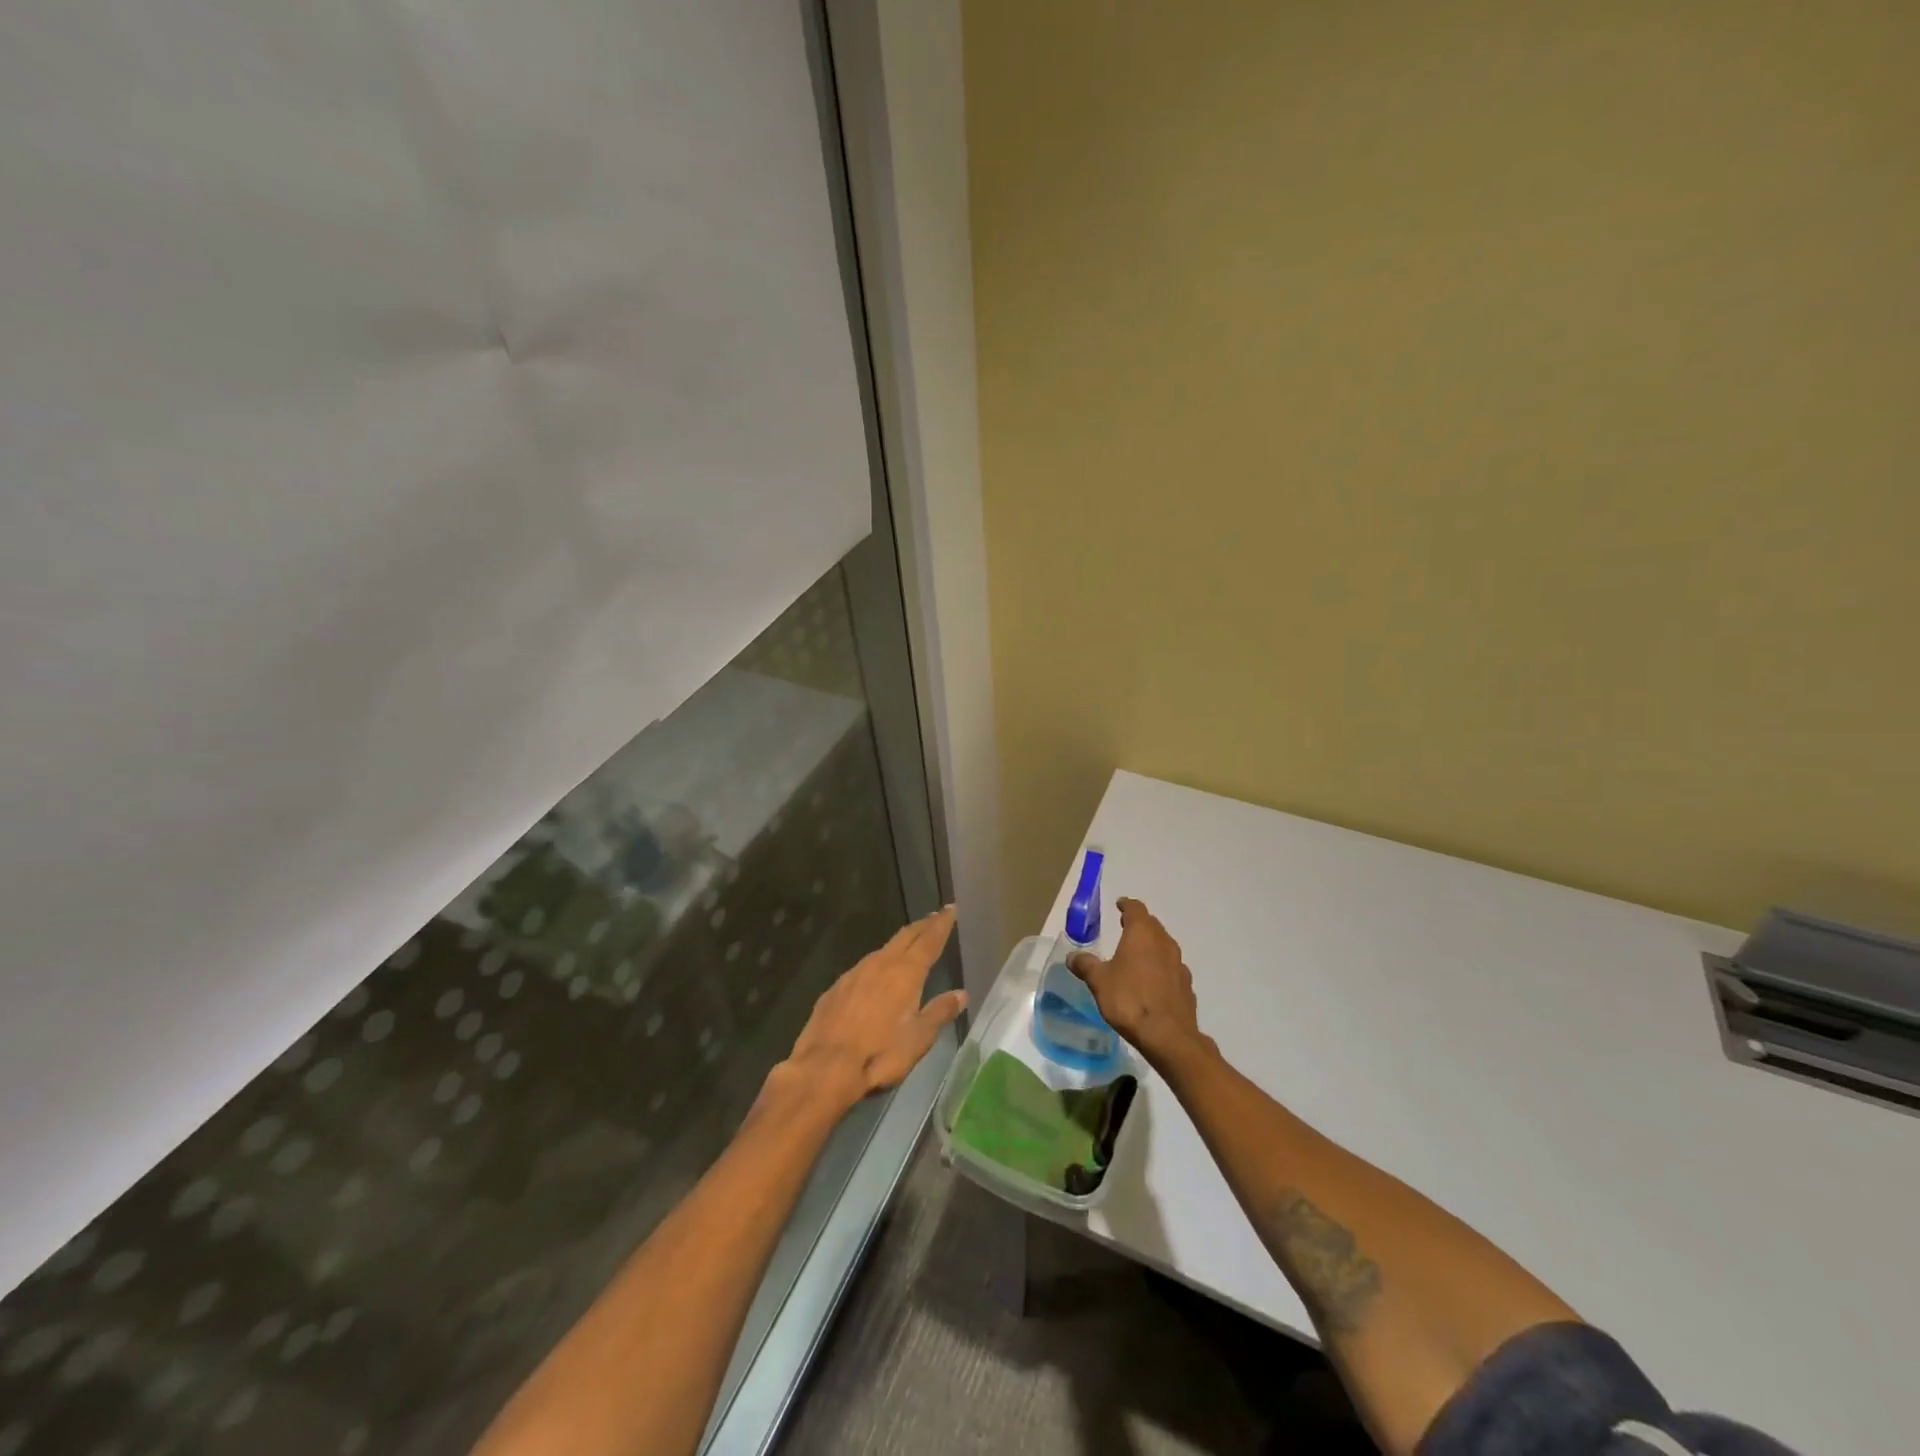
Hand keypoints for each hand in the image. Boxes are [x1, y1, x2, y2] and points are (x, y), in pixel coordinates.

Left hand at [782, 905, 966, 1111]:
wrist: (824, 1067)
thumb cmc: (879, 1054)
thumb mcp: (918, 1039)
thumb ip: (939, 1012)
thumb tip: (961, 994)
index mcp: (905, 973)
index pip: (929, 940)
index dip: (941, 924)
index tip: (951, 908)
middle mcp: (880, 964)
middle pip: (905, 936)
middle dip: (922, 925)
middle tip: (935, 916)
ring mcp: (855, 973)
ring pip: (883, 949)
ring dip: (900, 942)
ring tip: (910, 942)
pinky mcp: (836, 987)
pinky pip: (863, 967)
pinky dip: (878, 962)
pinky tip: (876, 973)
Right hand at [1066, 897, 1205, 1066]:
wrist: (1168, 1036)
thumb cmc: (1129, 1000)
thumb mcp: (1099, 981)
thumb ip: (1086, 965)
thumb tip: (1072, 956)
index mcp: (1142, 934)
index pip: (1136, 909)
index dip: (1126, 906)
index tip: (1120, 905)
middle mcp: (1164, 943)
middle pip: (1152, 926)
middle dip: (1139, 924)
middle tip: (1125, 928)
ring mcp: (1179, 965)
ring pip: (1164, 947)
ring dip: (1151, 947)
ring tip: (1137, 956)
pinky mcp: (1186, 986)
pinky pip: (1172, 969)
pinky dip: (1161, 969)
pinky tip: (1152, 982)